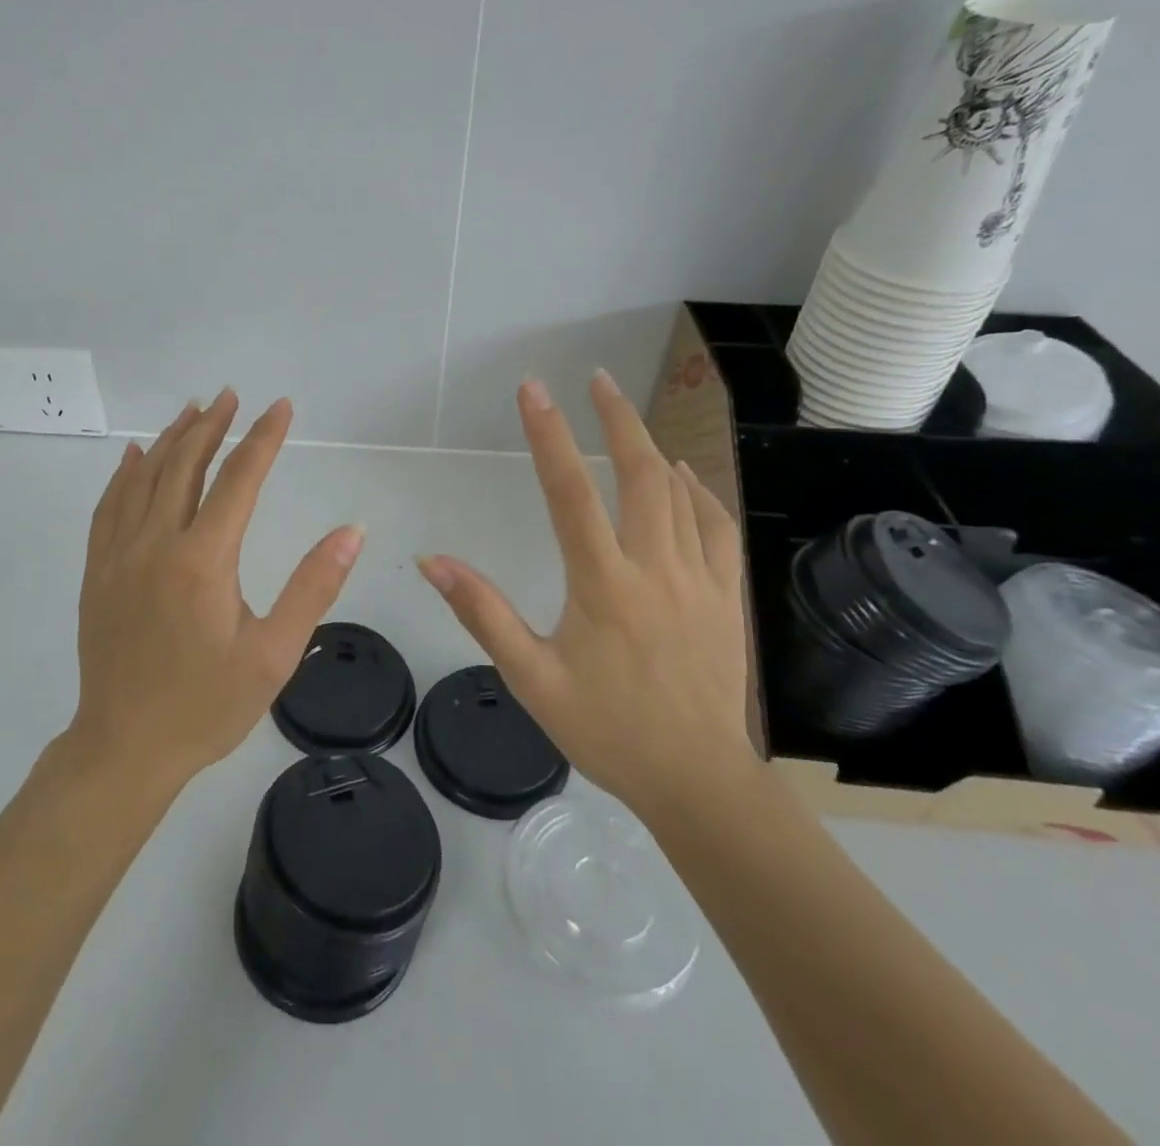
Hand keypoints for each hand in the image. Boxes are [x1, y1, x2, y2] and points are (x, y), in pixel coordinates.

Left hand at [71, 388, 365, 790]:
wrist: (124, 748)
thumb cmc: (207, 706)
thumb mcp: (275, 654)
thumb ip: (314, 586)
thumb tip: (352, 531)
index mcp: (203, 560)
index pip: (238, 480)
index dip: (262, 438)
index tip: (280, 407)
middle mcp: (156, 544)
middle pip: (185, 466)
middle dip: (213, 426)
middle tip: (232, 396)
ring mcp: (119, 556)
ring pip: (144, 478)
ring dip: (170, 439)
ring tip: (193, 410)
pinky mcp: (97, 572)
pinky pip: (109, 507)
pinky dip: (125, 474)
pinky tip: (134, 456)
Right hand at [417, 372, 754, 821]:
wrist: (697, 780)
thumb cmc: (606, 729)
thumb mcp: (531, 678)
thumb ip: (482, 613)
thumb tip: (432, 561)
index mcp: (603, 584)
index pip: (570, 492)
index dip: (549, 435)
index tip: (534, 390)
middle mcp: (654, 568)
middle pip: (640, 474)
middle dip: (617, 419)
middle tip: (596, 379)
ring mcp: (699, 579)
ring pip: (679, 494)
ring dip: (652, 448)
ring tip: (628, 417)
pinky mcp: (727, 597)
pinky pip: (716, 528)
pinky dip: (699, 493)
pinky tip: (685, 478)